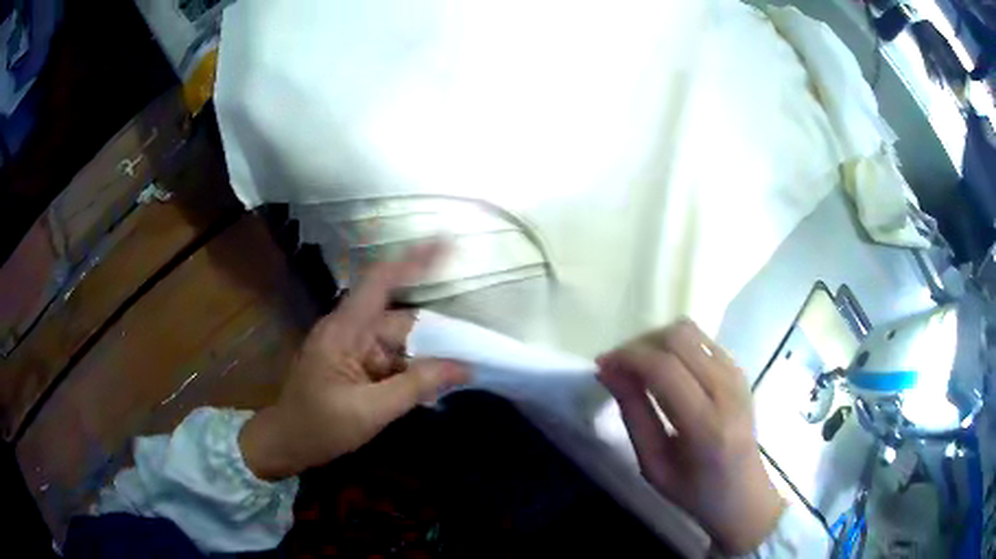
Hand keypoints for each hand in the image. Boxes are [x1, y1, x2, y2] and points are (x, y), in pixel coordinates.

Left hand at [240, 243, 469, 480]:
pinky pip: (391, 358)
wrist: (286, 443)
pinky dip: (411, 370)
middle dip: (435, 336)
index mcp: (345, 330)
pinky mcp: (354, 364)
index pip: (380, 282)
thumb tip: (464, 367)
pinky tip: (431, 387)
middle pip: (400, 320)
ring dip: (424, 358)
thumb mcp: (370, 411)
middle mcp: (349, 330)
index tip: (448, 244)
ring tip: (458, 373)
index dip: (414, 260)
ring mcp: (351, 347)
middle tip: (472, 355)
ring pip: (399, 342)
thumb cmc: (319, 427)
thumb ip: (416, 386)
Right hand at [597, 319, 783, 554]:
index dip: (627, 357)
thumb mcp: (653, 465)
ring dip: (657, 341)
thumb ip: (634, 415)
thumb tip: (609, 372)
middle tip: (618, 366)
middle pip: (679, 337)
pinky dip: (676, 346)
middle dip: (640, 344)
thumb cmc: (695, 491)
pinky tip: (666, 370)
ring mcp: (737, 375)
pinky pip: (702, 341)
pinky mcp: (740, 370)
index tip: (602, 365)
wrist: (744, 494)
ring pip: (690, 331)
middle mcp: (727, 390)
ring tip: (639, 366)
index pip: (664, 368)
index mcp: (706, 425)